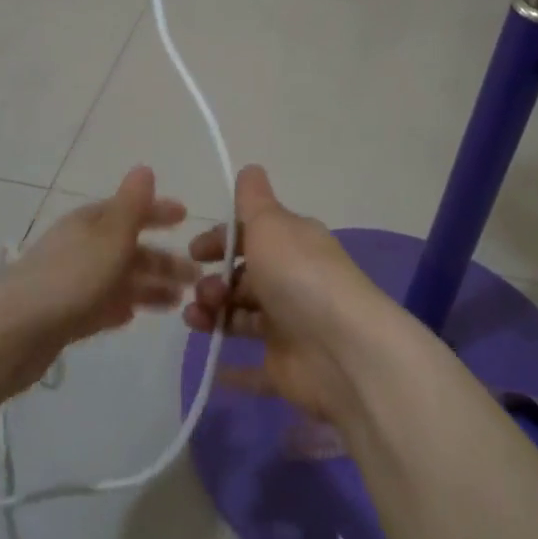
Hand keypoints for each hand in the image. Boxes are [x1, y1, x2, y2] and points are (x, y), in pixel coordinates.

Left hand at [0, 166, 195, 393]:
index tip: (185, 216)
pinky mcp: (63, 317)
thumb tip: (145, 168)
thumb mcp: (109, 238)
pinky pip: (99, 306)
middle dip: (162, 259)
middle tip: (196, 276)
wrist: (10, 333)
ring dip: (148, 286)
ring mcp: (70, 284)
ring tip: (178, 301)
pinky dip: (118, 307)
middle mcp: (80, 248)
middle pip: (128, 248)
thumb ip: (131, 206)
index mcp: (89, 224)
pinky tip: (134, 316)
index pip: (129, 209)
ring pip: (118, 279)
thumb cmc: (68, 279)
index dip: (157, 211)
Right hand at [182, 166, 394, 425]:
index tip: (195, 253)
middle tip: (204, 294)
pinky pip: (253, 368)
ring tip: (199, 322)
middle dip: (213, 282)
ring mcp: (289, 325)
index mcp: (293, 244)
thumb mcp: (271, 225)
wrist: (341, 349)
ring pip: (242, 318)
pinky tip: (212, 367)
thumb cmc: (299, 277)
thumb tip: (250, 169)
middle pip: (243, 278)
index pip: (250, 236)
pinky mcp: (285, 366)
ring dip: (213, 316)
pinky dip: (232, 368)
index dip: (220, 241)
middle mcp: (292, 281)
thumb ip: (253, 200)